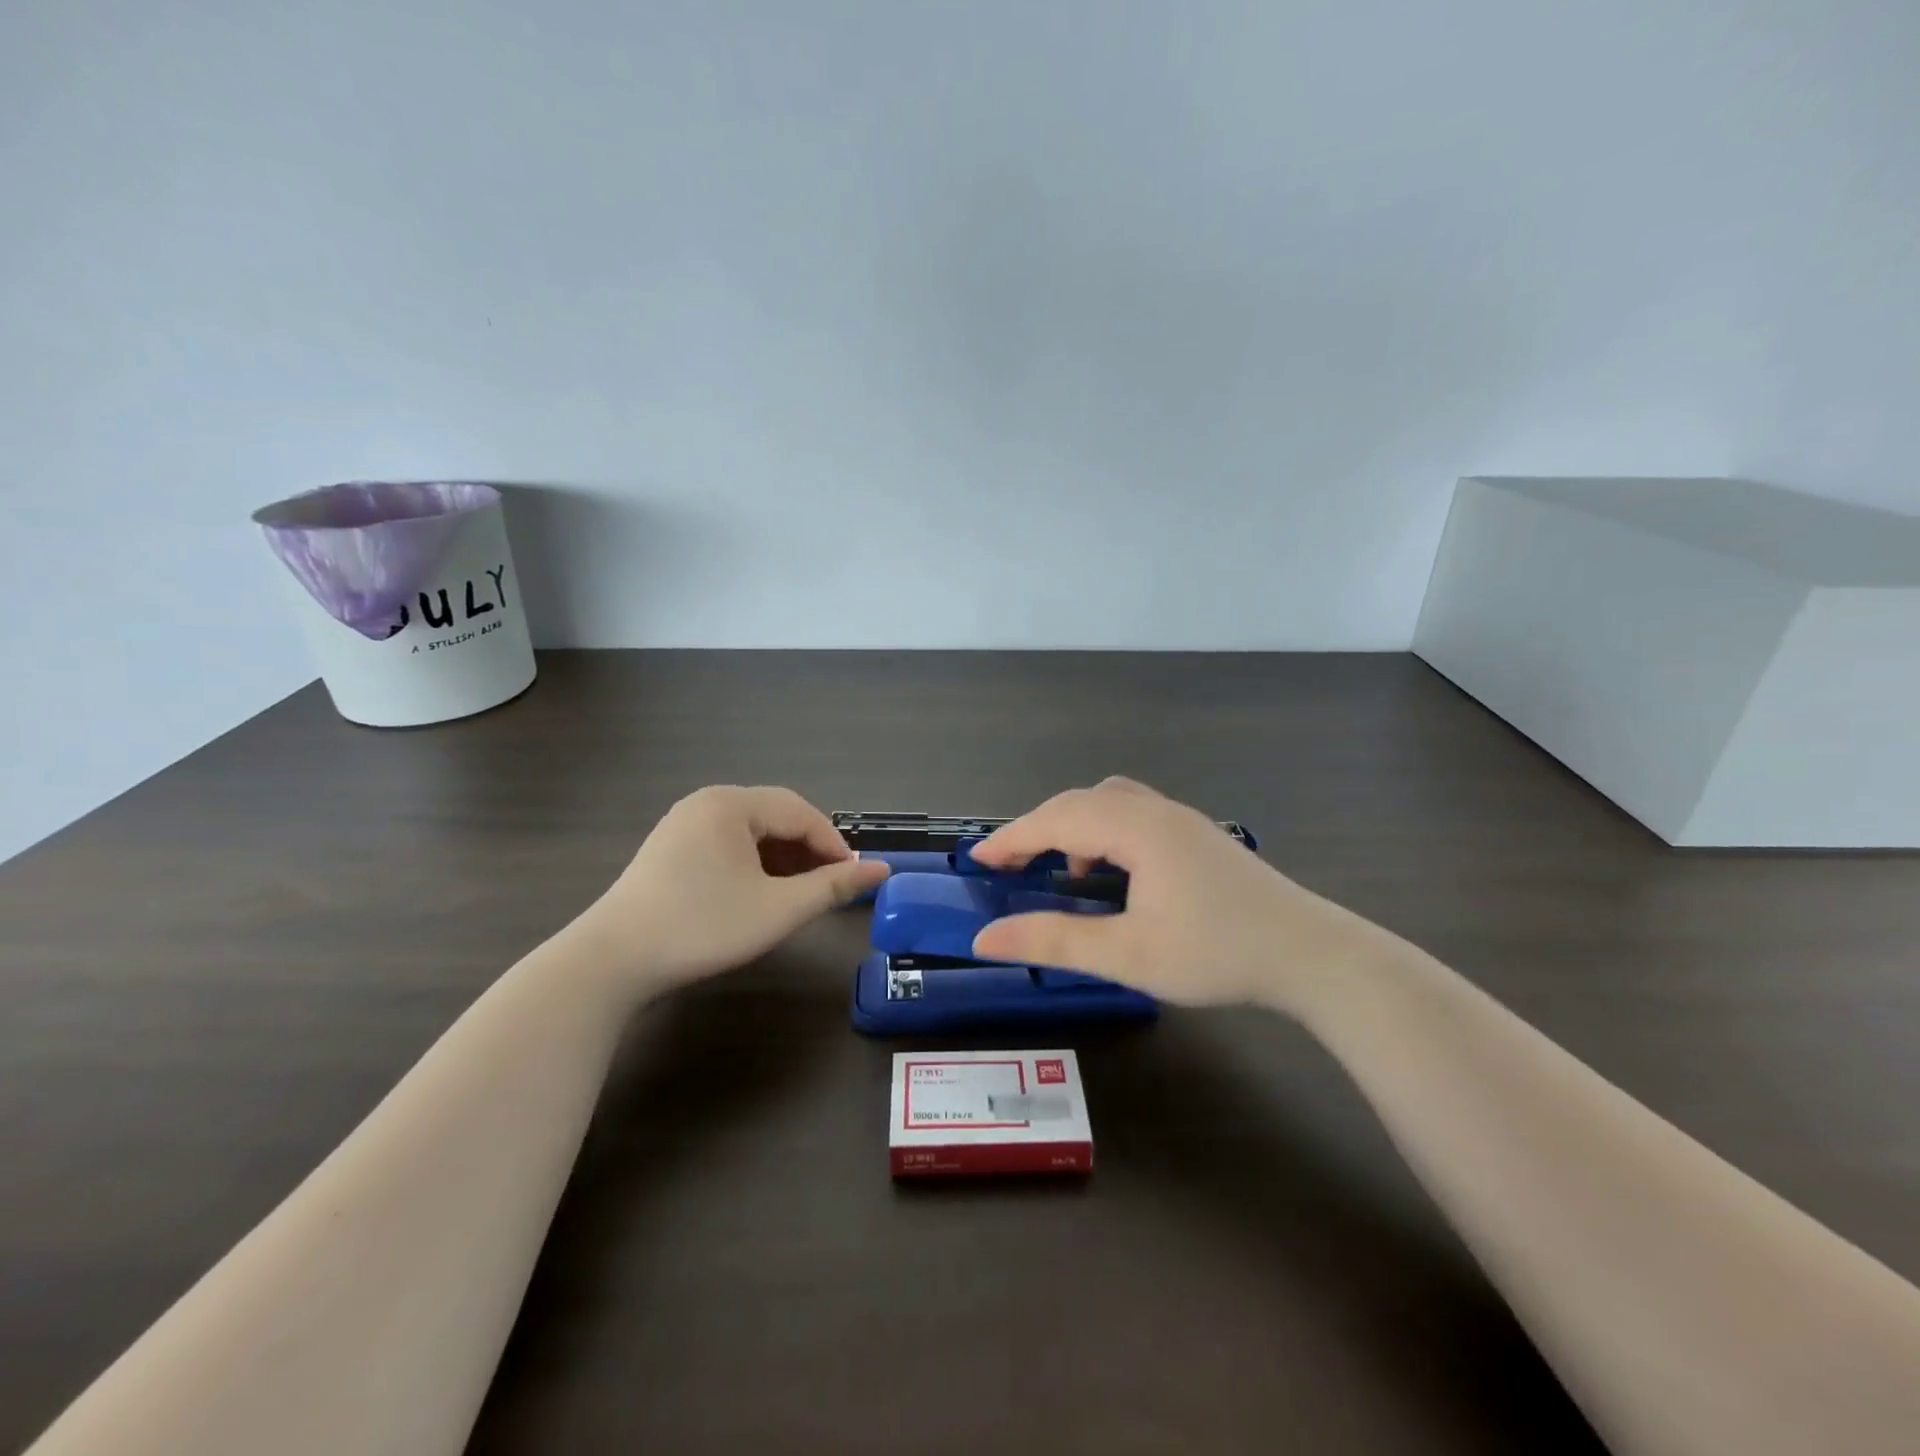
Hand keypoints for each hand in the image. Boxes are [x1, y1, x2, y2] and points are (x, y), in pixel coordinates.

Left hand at [578, 785, 888, 992]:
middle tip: (830, 888)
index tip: (854, 879)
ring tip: (799, 895)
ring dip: (782, 860)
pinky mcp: (668, 851)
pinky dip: (753, 866)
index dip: (834, 845)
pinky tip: (759, 895)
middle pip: (775, 818)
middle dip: (808, 852)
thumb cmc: (703, 926)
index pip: (800, 813)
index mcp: (731, 804)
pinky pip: (726, 847)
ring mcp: (682, 826)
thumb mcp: (778, 909)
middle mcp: (706, 803)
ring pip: (751, 834)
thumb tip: (881, 869)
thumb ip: (832, 886)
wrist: (611, 963)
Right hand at [968, 777, 1400, 1014]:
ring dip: (1073, 826)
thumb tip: (985, 939)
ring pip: (1108, 802)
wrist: (1312, 956)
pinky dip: (1104, 831)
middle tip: (1007, 865)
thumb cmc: (1216, 954)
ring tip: (1062, 870)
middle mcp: (1156, 810)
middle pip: (1079, 802)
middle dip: (1037, 828)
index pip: (1055, 820)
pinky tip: (1114, 874)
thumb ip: (1053, 941)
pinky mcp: (1198, 835)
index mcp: (1136, 829)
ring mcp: (1182, 819)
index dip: (1011, 838)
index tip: (976, 860)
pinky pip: (1133, 814)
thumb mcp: (1127, 955)